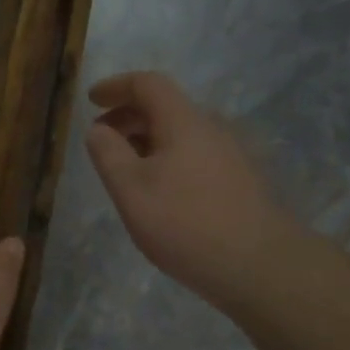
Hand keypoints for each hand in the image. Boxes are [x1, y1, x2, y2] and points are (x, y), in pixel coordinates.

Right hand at [85, 71, 287, 312]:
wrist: (258, 265)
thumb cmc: (184, 223)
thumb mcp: (130, 189)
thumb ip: (108, 154)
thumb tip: (98, 129)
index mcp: (184, 122)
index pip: (148, 84)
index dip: (116, 87)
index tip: (91, 100)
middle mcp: (211, 128)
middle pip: (166, 107)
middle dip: (128, 116)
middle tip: (102, 138)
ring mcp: (231, 154)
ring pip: (181, 133)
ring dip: (147, 139)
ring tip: (125, 168)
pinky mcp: (240, 180)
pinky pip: (194, 154)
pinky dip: (167, 157)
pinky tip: (159, 190)